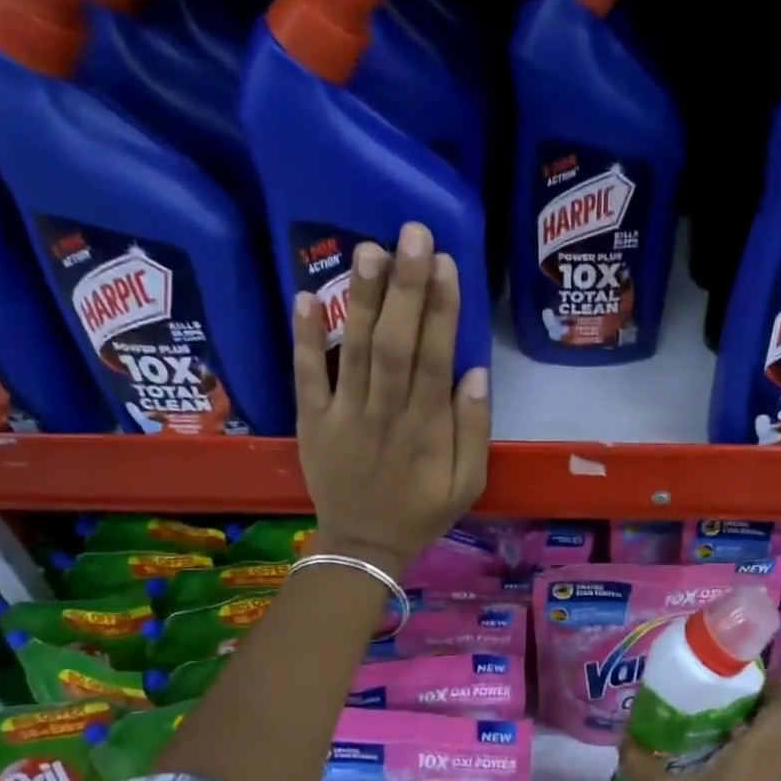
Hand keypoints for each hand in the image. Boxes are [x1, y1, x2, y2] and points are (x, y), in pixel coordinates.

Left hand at [291, 223, 490, 576]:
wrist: (363, 546)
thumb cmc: (422, 511)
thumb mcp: (468, 483)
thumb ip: (473, 430)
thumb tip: (474, 372)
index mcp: (426, 429)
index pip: (435, 359)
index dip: (442, 311)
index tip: (447, 264)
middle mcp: (385, 414)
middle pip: (396, 344)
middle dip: (406, 288)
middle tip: (412, 234)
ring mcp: (343, 415)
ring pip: (355, 351)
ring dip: (363, 299)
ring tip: (369, 248)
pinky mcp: (312, 421)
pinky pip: (306, 376)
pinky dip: (305, 338)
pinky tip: (306, 296)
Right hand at [616, 683, 780, 780]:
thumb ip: (641, 763)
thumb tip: (624, 736)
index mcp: (760, 752)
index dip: (767, 681)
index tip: (734, 673)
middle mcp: (777, 765)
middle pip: (777, 718)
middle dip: (748, 699)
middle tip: (709, 692)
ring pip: (772, 742)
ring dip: (746, 727)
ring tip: (703, 721)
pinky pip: (766, 765)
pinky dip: (745, 753)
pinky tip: (709, 761)